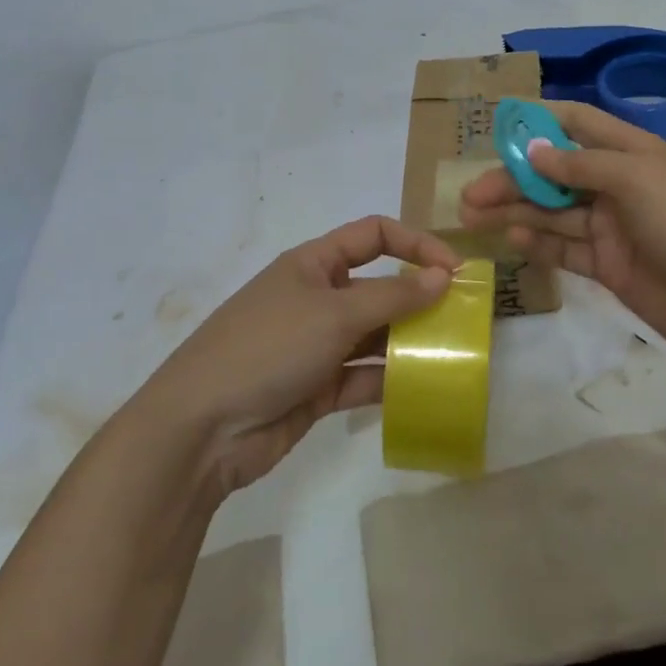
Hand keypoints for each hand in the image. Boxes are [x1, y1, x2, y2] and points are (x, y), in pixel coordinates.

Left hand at [134, 216, 458, 496]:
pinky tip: (423, 389)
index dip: (416, 244)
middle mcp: (318, 297)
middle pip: (379, 287)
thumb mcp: (334, 314)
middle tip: (465, 319)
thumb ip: (393, 297)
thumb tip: (443, 276)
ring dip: (410, 342)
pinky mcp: (317, 388)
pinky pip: (364, 376)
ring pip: (375, 335)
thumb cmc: (268, 348)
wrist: (201, 429)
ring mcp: (317, 345)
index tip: (455, 270)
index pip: (374, 235)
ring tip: (453, 355)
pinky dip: (390, 380)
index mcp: (314, 263)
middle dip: (419, 298)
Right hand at [459, 101, 665, 368]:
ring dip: (514, 211)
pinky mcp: (609, 266)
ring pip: (553, 212)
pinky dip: (537, 243)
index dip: (539, 120)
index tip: (497, 124)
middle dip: (513, 178)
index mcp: (630, 152)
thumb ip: (580, 166)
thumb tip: (534, 151)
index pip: (578, 123)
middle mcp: (617, 185)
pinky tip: (510, 240)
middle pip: (554, 173)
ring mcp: (612, 227)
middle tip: (469, 192)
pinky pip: (564, 248)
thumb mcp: (636, 180)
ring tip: (472, 216)